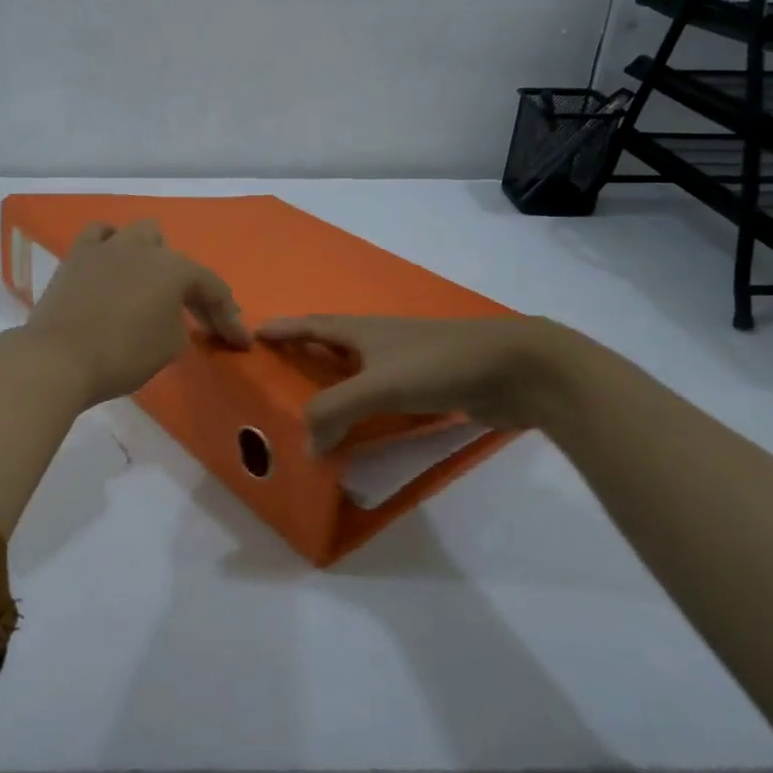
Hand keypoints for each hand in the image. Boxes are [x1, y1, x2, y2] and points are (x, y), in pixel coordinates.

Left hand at [24, 221, 249, 408]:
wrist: (59, 358)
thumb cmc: (123, 355)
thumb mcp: (170, 347)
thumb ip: (181, 326)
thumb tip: (172, 318)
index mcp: (175, 269)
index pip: (213, 289)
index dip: (230, 318)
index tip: (240, 343)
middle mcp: (145, 248)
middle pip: (178, 260)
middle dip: (190, 287)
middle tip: (194, 317)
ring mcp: (108, 246)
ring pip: (141, 234)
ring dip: (153, 256)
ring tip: (151, 283)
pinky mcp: (77, 255)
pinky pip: (99, 235)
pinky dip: (111, 245)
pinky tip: (113, 261)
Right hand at [256, 313, 573, 450]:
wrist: (517, 368)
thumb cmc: (440, 364)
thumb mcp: (378, 385)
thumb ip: (335, 411)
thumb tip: (306, 446)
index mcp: (363, 331)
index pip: (312, 325)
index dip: (284, 329)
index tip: (255, 332)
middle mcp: (382, 340)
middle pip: (334, 341)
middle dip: (306, 350)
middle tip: (281, 368)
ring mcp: (410, 361)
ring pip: (361, 368)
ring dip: (337, 380)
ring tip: (315, 399)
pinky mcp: (433, 384)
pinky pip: (386, 393)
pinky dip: (367, 404)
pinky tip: (366, 420)